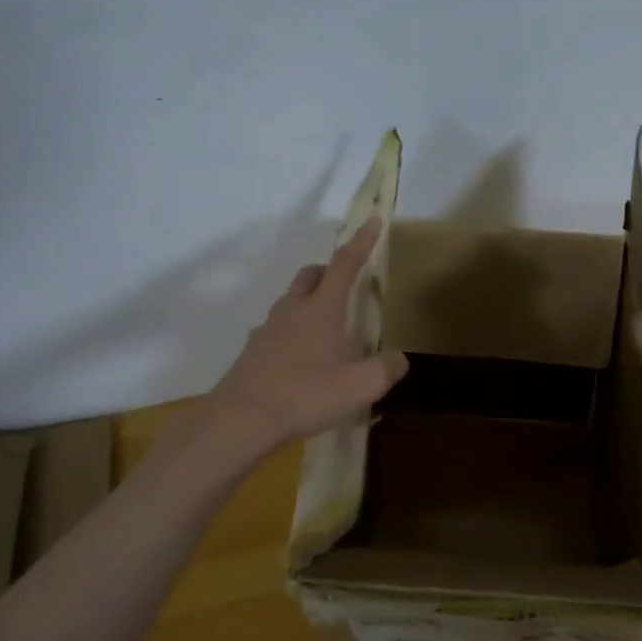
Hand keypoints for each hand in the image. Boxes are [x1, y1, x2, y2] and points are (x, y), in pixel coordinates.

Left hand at [205, 218, 409, 452]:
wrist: (242, 418)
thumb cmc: (305, 396)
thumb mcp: (359, 388)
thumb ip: (385, 370)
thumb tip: (399, 359)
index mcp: (321, 310)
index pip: (344, 265)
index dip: (360, 243)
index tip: (372, 222)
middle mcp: (292, 310)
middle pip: (310, 275)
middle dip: (329, 271)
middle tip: (345, 285)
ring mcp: (267, 329)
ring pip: (290, 300)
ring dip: (308, 301)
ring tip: (325, 327)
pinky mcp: (252, 351)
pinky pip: (276, 328)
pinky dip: (292, 331)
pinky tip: (299, 358)